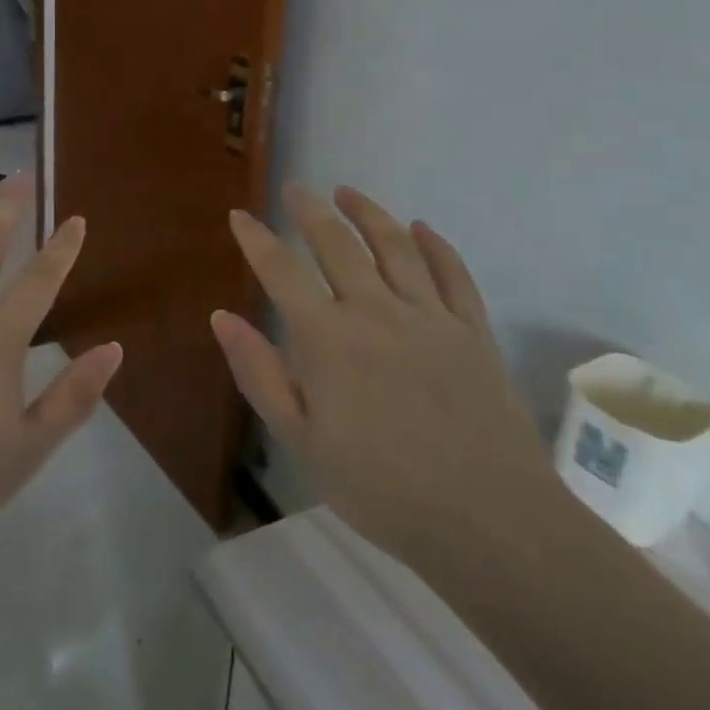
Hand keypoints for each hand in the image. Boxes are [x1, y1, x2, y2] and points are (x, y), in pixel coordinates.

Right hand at [212, 184, 558, 575]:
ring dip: (368, 212)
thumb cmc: (380, 487)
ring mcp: (429, 315)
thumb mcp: (301, 439)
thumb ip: (259, 372)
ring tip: (347, 192)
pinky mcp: (472, 330)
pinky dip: (435, 245)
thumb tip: (222, 317)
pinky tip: (421, 228)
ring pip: (394, 245)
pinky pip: (452, 273)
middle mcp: (375, 309)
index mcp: (328, 337)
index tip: (240, 215)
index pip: (281, 270)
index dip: (256, 238)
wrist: (488, 520)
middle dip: (310, 211)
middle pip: (337, 243)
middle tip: (296, 189)